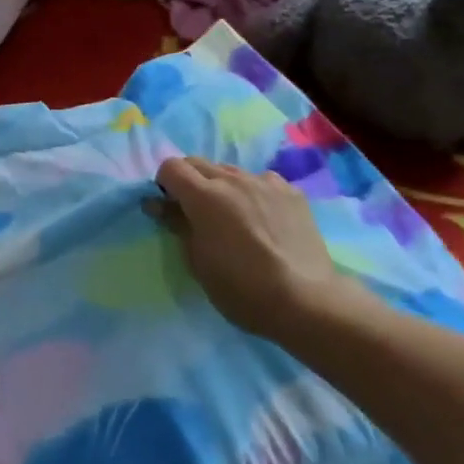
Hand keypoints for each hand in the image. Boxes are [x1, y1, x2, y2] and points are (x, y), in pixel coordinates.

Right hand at [153, 157, 374, 346]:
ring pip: (231, 171)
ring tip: (233, 217)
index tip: (170, 208)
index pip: (171, 167)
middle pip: (199, 163)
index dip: (164, 184)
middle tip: (195, 213)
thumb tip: (158, 204)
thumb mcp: (197, 261)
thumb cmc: (241, 288)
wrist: (305, 300)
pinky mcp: (292, 192)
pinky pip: (261, 181)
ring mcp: (266, 182)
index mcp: (204, 196)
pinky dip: (252, 193)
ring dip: (221, 186)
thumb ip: (177, 225)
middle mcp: (233, 179)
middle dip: (189, 181)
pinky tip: (263, 219)